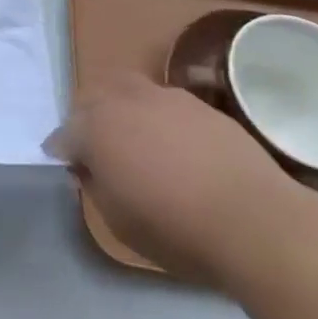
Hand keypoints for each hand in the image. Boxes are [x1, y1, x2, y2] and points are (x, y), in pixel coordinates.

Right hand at [46, 73, 302, 283]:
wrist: (255, 221)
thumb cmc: (177, 230)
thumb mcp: (119, 222)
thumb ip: (95, 186)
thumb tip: (90, 167)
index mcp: (95, 130)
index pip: (64, 134)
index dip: (63, 151)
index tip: (68, 166)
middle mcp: (122, 101)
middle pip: (90, 98)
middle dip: (86, 118)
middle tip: (96, 146)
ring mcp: (162, 96)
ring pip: (126, 89)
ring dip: (120, 107)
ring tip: (134, 136)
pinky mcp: (197, 103)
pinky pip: (162, 101)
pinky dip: (156, 115)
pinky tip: (172, 142)